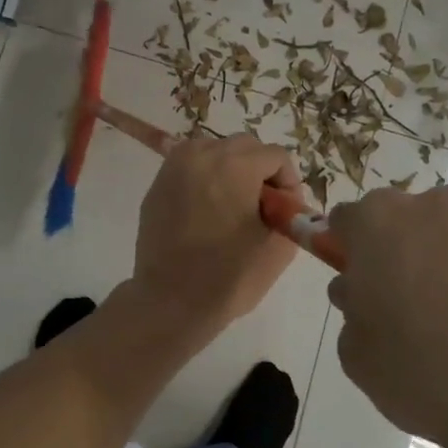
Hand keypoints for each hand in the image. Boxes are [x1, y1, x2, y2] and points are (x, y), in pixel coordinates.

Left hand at [132, 134, 299, 330]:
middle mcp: (202, 155)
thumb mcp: (278, 248)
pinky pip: (190, 167)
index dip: (288, 182)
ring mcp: (174, 167)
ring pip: (214, 150)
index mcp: (235, 166)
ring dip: (231, 169)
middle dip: (260, 170)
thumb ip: (290, 213)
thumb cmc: (229, 277)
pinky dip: (204, 178)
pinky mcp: (157, 184)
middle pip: (244, 146)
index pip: (276, 155)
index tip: (285, 211)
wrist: (170, 301)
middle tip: (263, 207)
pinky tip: (206, 211)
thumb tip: (284, 203)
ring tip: (233, 206)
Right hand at [326, 185, 447, 447]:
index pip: (348, 221)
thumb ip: (354, 314)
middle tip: (424, 310)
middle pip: (416, 221)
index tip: (361, 284)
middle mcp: (441, 202)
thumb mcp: (361, 360)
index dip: (351, 250)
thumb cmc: (432, 375)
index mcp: (381, 224)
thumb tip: (361, 293)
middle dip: (414, 253)